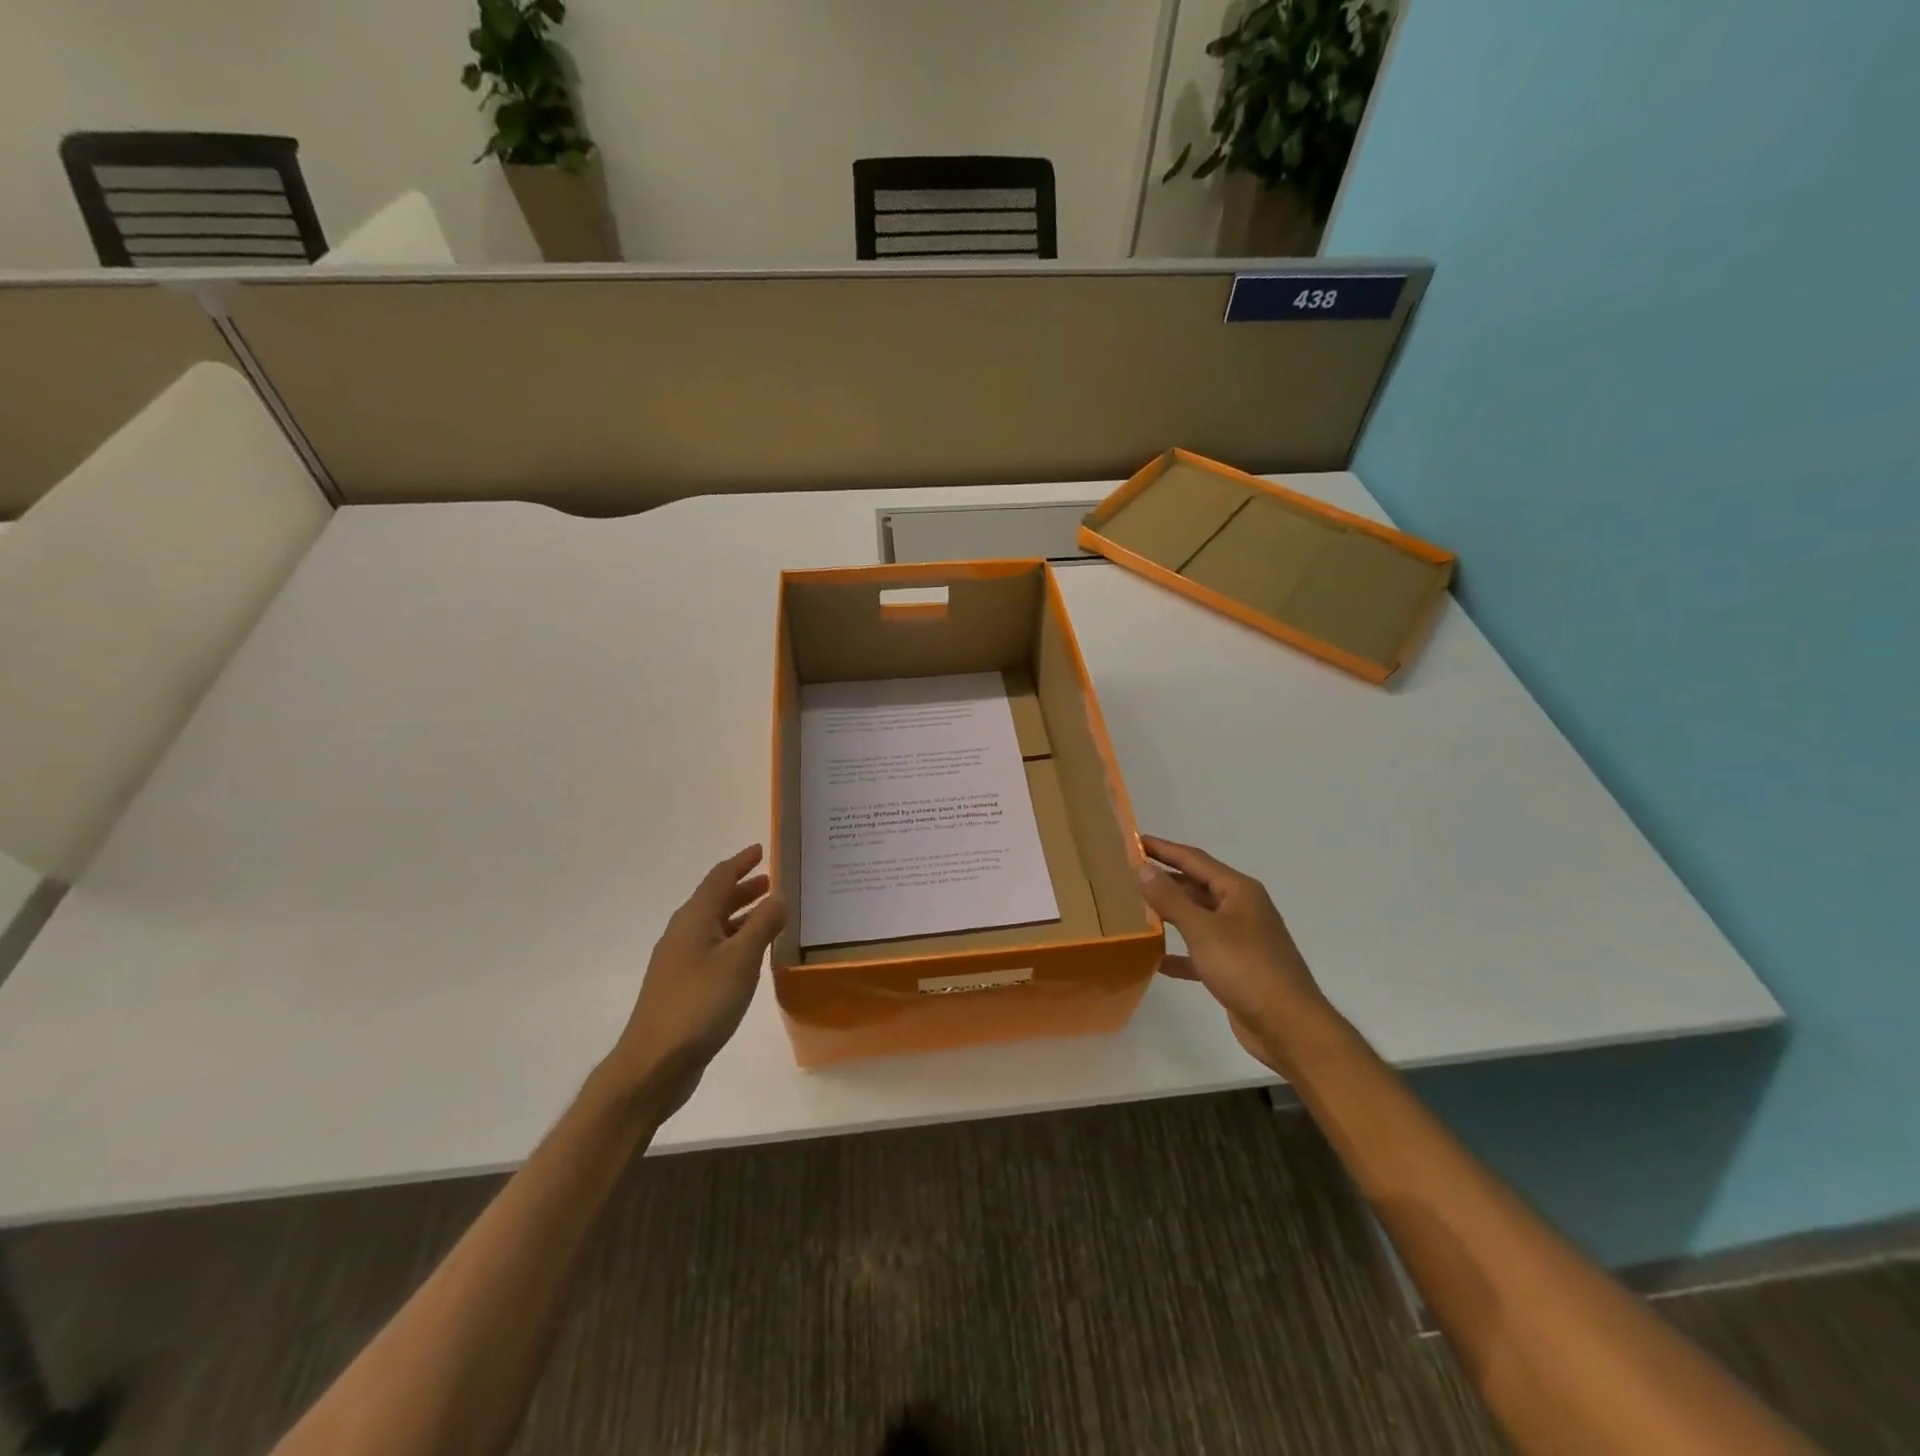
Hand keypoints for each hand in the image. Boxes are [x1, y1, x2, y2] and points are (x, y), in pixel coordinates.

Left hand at [600, 845, 788, 1116]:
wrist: (654, 1064)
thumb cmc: (700, 1004)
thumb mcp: (740, 960)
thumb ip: (763, 925)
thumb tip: (779, 896)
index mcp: (693, 920)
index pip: (719, 879)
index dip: (741, 862)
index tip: (761, 850)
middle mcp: (683, 934)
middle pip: (714, 901)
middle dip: (742, 888)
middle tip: (770, 882)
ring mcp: (679, 962)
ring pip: (714, 926)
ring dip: (740, 915)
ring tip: (768, 914)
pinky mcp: (683, 987)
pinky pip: (713, 949)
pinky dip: (734, 941)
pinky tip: (750, 957)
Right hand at [1138, 835, 1327, 1073]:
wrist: (1288, 1026)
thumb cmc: (1246, 968)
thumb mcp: (1202, 929)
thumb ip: (1170, 898)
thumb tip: (1143, 867)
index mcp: (1238, 890)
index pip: (1194, 859)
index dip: (1164, 849)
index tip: (1134, 841)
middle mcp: (1241, 908)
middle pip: (1196, 886)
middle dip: (1165, 879)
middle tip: (1128, 874)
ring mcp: (1241, 938)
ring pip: (1198, 918)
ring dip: (1170, 914)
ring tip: (1135, 909)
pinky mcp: (1236, 968)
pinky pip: (1201, 951)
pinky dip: (1180, 952)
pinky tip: (1155, 959)